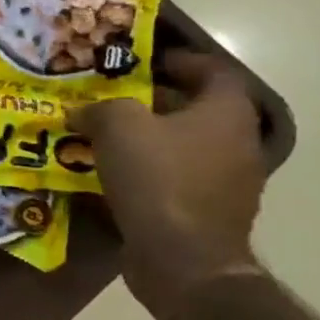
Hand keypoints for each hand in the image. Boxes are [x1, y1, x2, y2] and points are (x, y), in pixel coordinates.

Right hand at [69, 51, 267, 319]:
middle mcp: (236, 143)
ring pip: (183, 145)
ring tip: (103, 137)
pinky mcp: (207, 212)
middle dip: (153, 101)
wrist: (182, 259)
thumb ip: (99, 109)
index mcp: (225, 113)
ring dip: (148, 138)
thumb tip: (83, 111)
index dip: (179, 60)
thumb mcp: (117, 126)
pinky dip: (148, 171)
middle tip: (109, 98)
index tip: (142, 62)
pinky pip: (175, 179)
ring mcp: (227, 182)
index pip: (212, 70)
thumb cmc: (158, 179)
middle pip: (195, 109)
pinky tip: (112, 175)